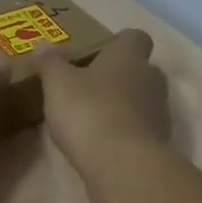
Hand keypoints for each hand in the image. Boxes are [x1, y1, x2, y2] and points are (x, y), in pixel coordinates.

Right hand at [36, 29, 170, 202]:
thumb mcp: (58, 83)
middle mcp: (151, 79)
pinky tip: (100, 143)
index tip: (97, 53)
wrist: (122, 165)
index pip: (135, 37)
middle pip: (140, 69)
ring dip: (122, 105)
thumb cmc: (89, 111)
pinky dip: (124, 132)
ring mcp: (159, 112)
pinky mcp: (158, 143)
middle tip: (89, 85)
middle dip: (119, 76)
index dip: (118, 43)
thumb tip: (42, 44)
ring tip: (91, 117)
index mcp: (129, 56)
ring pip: (142, 100)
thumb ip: (50, 62)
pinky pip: (140, 129)